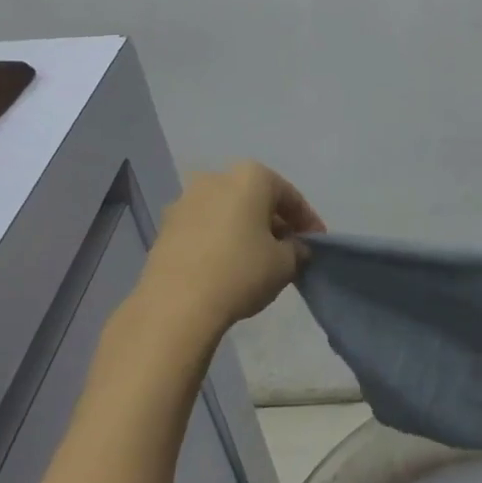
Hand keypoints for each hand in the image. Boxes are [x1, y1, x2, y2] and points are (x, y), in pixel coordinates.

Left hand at [137, 162, 324, 332]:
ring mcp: (185, 201)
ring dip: (245, 231)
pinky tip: (227, 266)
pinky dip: (220, 241)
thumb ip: (297, 249)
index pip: (290, 196)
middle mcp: (216, 178)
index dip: (308, 221)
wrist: (175, 306)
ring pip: (228, 213)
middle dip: (274, 222)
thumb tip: (294, 248)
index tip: (316, 243)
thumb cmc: (241, 272)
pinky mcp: (165, 228)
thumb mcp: (286, 263)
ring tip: (257, 260)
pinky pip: (204, 229)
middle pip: (256, 200)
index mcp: (251, 177)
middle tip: (288, 250)